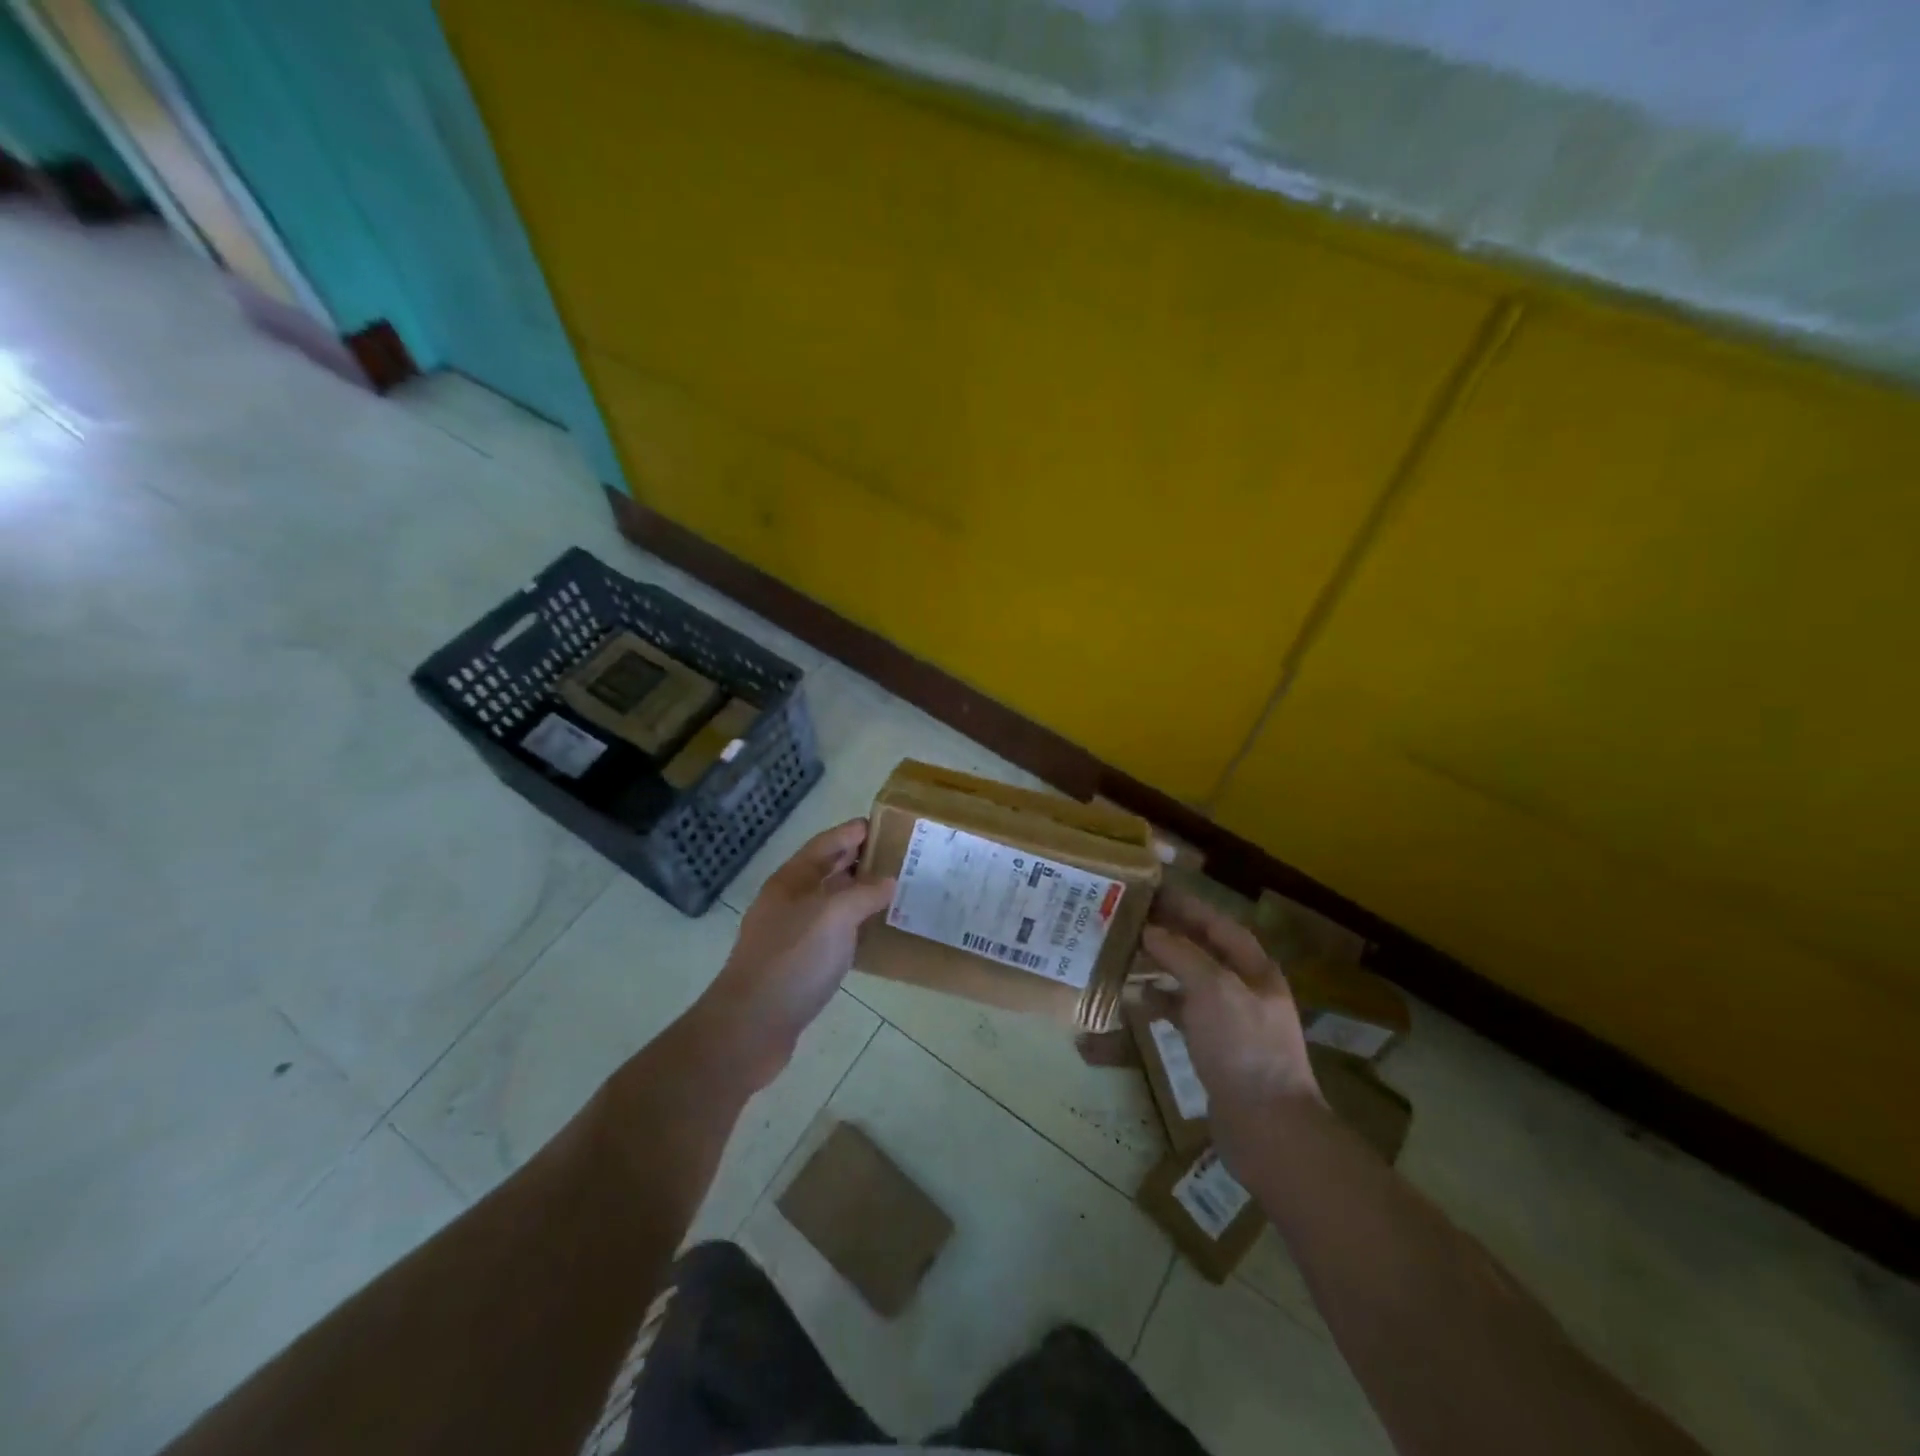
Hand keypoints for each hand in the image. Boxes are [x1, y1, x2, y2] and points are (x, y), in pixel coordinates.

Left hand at [695, 819, 893, 1087]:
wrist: (751, 1026)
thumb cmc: (792, 959)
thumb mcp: (834, 915)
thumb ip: (864, 893)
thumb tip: (888, 881)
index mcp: (791, 881)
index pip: (824, 844)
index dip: (851, 832)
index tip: (882, 824)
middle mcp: (788, 902)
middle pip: (826, 871)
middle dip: (857, 860)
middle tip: (896, 855)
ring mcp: (790, 935)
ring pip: (829, 904)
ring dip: (857, 894)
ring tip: (893, 891)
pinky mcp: (797, 966)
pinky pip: (831, 934)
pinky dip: (853, 927)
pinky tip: (874, 934)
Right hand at [1140, 888, 1320, 1165]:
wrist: (1268, 1127)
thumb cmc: (1243, 1047)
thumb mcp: (1212, 989)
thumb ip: (1181, 954)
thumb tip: (1150, 931)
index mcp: (1255, 969)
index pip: (1218, 924)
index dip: (1187, 906)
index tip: (1152, 891)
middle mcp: (1246, 989)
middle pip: (1204, 950)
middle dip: (1171, 934)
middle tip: (1132, 921)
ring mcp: (1233, 1021)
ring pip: (1192, 981)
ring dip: (1163, 966)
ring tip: (1128, 955)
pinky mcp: (1218, 1049)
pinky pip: (1186, 1013)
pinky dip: (1163, 1002)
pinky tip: (1139, 1000)